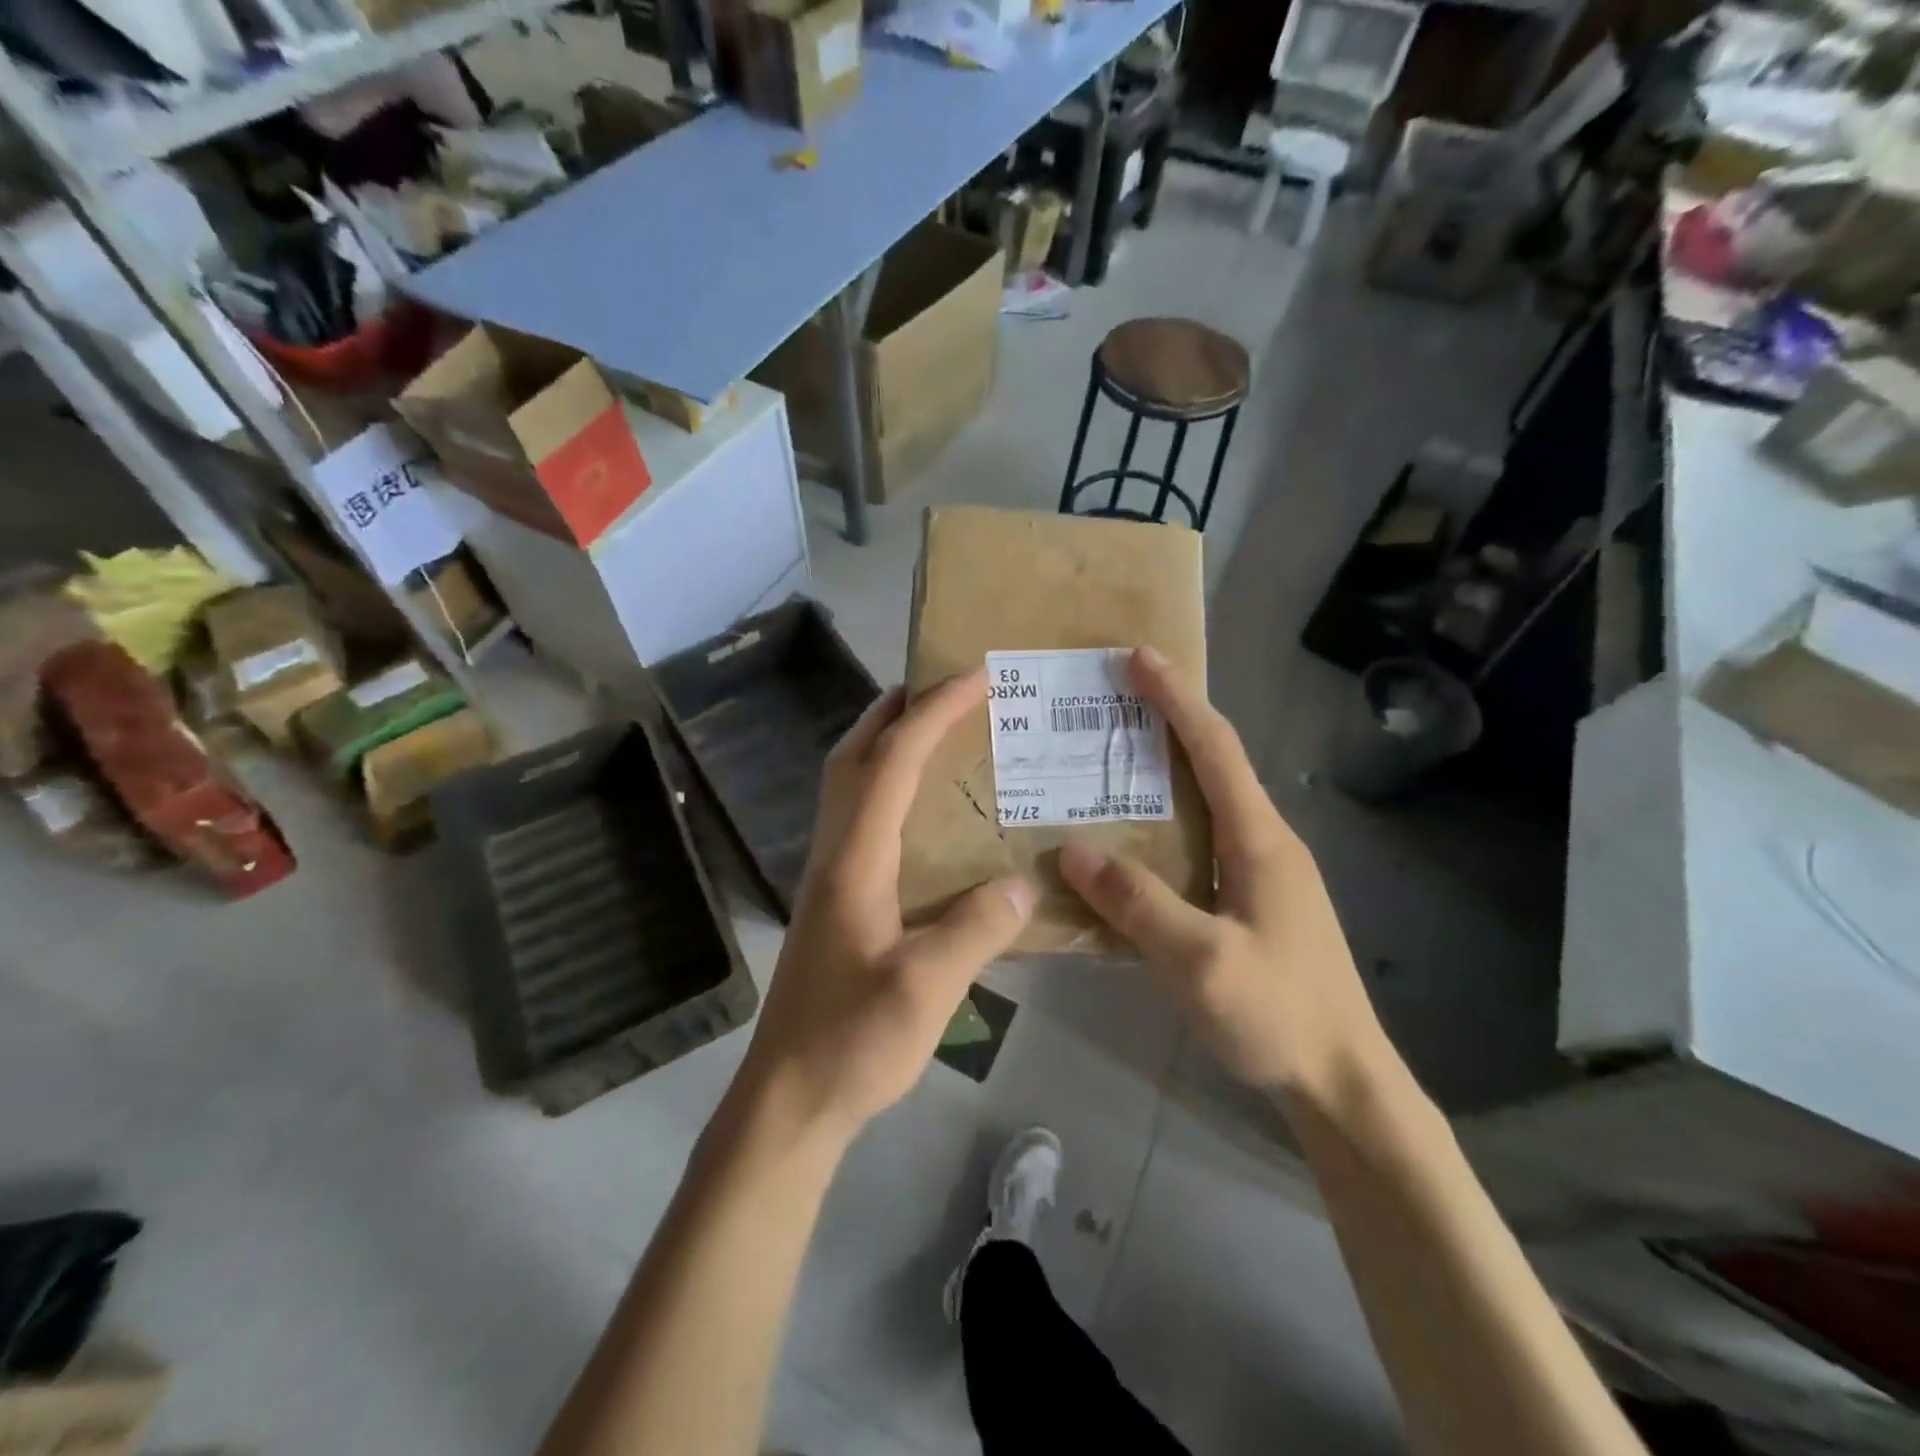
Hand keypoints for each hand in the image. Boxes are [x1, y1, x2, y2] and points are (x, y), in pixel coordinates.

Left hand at [732, 668, 1034, 1148]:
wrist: (787, 1098)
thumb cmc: (851, 1042)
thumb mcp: (925, 989)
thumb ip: (975, 929)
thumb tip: (1023, 882)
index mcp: (855, 860)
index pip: (892, 763)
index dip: (933, 712)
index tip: (976, 676)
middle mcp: (835, 853)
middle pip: (854, 756)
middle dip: (897, 709)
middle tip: (945, 687)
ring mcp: (829, 875)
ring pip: (849, 783)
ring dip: (886, 742)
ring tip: (938, 730)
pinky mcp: (835, 898)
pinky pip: (860, 817)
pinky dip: (887, 786)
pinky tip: (923, 811)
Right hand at [1059, 648, 1389, 1108]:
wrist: (1344, 1081)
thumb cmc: (1278, 1015)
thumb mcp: (1199, 961)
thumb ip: (1137, 902)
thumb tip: (1073, 849)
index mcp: (1260, 839)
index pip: (1215, 748)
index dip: (1176, 698)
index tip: (1138, 656)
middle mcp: (1266, 841)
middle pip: (1215, 762)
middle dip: (1169, 719)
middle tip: (1113, 698)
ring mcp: (1264, 871)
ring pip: (1210, 799)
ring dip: (1167, 766)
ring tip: (1113, 754)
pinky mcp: (1255, 898)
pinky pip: (1204, 836)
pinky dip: (1169, 814)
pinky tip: (1136, 833)